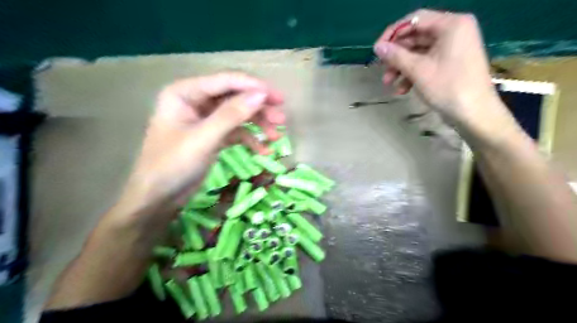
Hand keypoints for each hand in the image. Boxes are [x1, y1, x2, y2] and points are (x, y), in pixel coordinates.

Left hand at [113, 71, 282, 221]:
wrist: (158, 199)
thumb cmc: (172, 166)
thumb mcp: (203, 139)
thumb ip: (232, 115)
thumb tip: (261, 95)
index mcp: (185, 93)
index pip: (225, 82)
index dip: (253, 87)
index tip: (278, 98)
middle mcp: (195, 101)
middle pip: (234, 97)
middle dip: (259, 108)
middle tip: (282, 119)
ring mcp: (205, 119)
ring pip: (238, 114)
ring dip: (258, 124)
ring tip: (276, 137)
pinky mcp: (212, 135)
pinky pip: (235, 132)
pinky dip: (250, 140)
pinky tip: (263, 151)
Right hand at [374, 9, 513, 137]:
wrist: (474, 113)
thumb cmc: (448, 87)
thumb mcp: (418, 70)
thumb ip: (396, 56)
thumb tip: (377, 47)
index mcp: (451, 25)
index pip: (415, 19)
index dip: (393, 33)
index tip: (378, 49)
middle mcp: (453, 31)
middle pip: (415, 37)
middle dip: (396, 56)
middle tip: (382, 70)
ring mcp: (452, 48)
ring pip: (418, 52)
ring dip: (401, 67)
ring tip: (389, 83)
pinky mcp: (450, 63)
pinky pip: (426, 62)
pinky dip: (412, 74)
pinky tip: (402, 89)